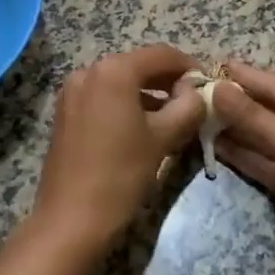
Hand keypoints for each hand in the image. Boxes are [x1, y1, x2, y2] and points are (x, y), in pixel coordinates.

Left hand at [28, 45, 204, 255]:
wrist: (71, 218)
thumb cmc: (121, 174)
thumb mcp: (164, 139)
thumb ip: (188, 107)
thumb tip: (197, 92)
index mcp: (113, 71)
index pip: (161, 55)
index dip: (189, 66)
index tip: (209, 84)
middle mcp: (88, 71)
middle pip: (138, 66)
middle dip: (168, 80)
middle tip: (194, 101)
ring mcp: (72, 92)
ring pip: (120, 82)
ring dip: (148, 93)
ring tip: (174, 116)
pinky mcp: (65, 113)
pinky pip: (103, 97)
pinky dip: (126, 104)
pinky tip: (144, 126)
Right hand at [211, 60, 274, 274]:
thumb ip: (253, 116)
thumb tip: (216, 89)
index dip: (246, 77)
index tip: (215, 64)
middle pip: (266, 111)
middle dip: (235, 102)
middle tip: (198, 90)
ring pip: (259, 138)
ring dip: (232, 128)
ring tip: (197, 114)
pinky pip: (259, 162)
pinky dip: (238, 154)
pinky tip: (213, 143)